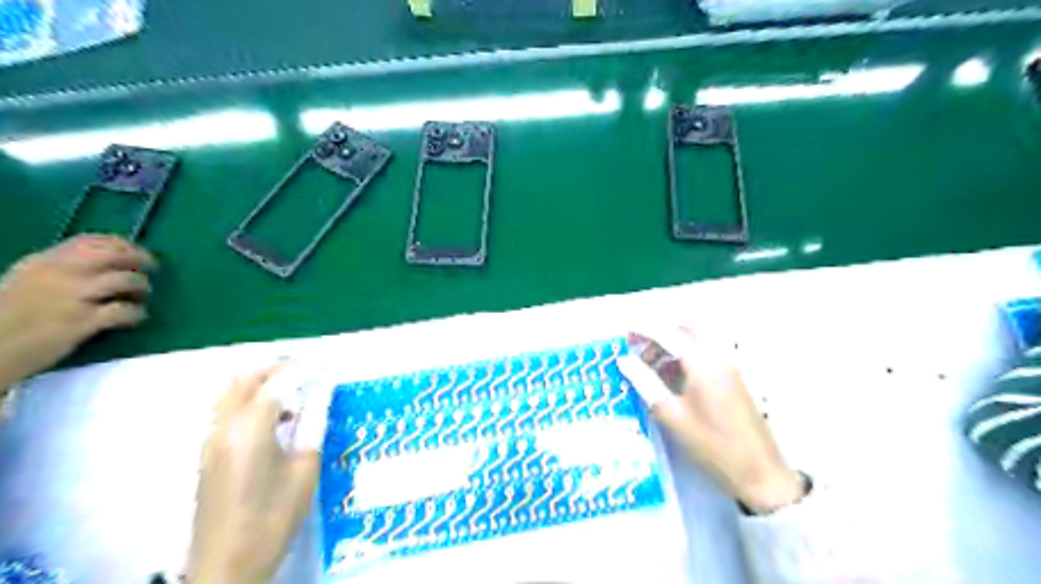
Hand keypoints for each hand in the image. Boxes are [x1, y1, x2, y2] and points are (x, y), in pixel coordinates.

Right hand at [0, 233, 152, 387]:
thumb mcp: (25, 283)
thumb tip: (100, 265)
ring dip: (142, 287)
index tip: (138, 251)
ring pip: (126, 280)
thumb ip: (57, 271)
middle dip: (140, 259)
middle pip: (115, 255)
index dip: (122, 244)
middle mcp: (59, 274)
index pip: (90, 241)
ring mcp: (71, 297)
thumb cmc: (5, 319)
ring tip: (141, 297)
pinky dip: (137, 313)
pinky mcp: (80, 322)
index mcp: (42, 262)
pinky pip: (124, 311)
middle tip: (152, 268)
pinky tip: (137, 318)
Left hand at [185, 366, 317, 582]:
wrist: (227, 565)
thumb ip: (313, 424)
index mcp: (249, 430)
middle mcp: (223, 427)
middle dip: (278, 366)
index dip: (305, 369)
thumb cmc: (274, 518)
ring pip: (232, 392)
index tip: (328, 367)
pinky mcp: (208, 453)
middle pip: (245, 378)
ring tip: (296, 391)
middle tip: (309, 370)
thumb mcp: (304, 470)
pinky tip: (277, 418)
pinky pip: (227, 410)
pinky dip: (251, 400)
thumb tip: (323, 392)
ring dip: (262, 382)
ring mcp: (210, 440)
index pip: (278, 382)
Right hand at [617, 329, 803, 515]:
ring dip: (670, 347)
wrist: (758, 472)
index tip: (623, 333)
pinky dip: (683, 358)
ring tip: (647, 368)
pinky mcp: (732, 378)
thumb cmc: (710, 443)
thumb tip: (623, 360)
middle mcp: (717, 355)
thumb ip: (644, 382)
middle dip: (658, 334)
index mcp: (701, 361)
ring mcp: (728, 366)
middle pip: (683, 330)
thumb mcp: (670, 414)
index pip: (666, 332)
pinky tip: (668, 380)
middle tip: (636, 349)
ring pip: (694, 342)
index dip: (642, 329)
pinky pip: (703, 355)